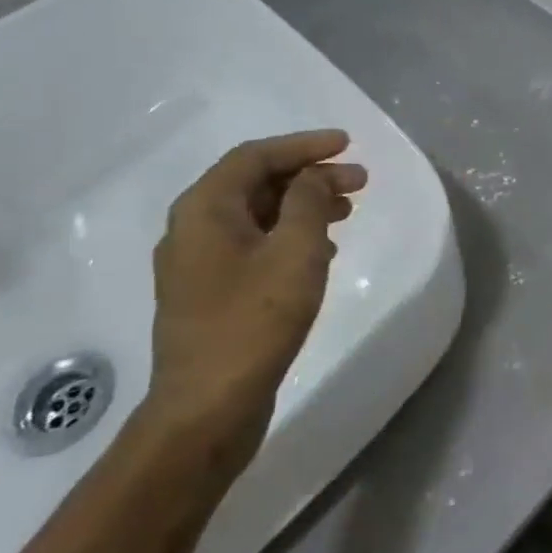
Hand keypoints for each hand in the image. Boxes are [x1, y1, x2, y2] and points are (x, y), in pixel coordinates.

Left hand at [145, 131, 367, 467]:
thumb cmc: (254, 321)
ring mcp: (198, 264)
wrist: (206, 408)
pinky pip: (254, 246)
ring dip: (303, 206)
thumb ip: (309, 202)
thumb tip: (316, 176)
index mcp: (204, 209)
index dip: (304, 145)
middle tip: (359, 181)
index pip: (256, 156)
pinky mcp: (210, 294)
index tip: (347, 144)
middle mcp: (192, 228)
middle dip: (310, 177)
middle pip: (256, 184)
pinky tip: (323, 251)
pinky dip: (290, 236)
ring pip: (257, 216)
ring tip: (348, 211)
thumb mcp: (295, 251)